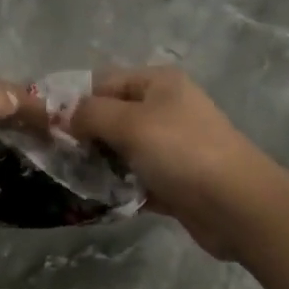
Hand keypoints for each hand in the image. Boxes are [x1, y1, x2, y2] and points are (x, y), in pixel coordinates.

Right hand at [68, 67, 277, 259]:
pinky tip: (96, 201)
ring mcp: (172, 146)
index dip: (76, 102)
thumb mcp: (130, 123)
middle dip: (86, 136)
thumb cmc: (182, 151)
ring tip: (72, 181)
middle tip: (57, 158)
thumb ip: (91, 114)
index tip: (49, 128)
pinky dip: (120, 188)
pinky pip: (138, 179)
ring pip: (124, 150)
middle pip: (113, 116)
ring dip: (101, 165)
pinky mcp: (175, 181)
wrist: (239, 206)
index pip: (105, 82)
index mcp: (158, 82)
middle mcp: (165, 108)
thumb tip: (64, 115)